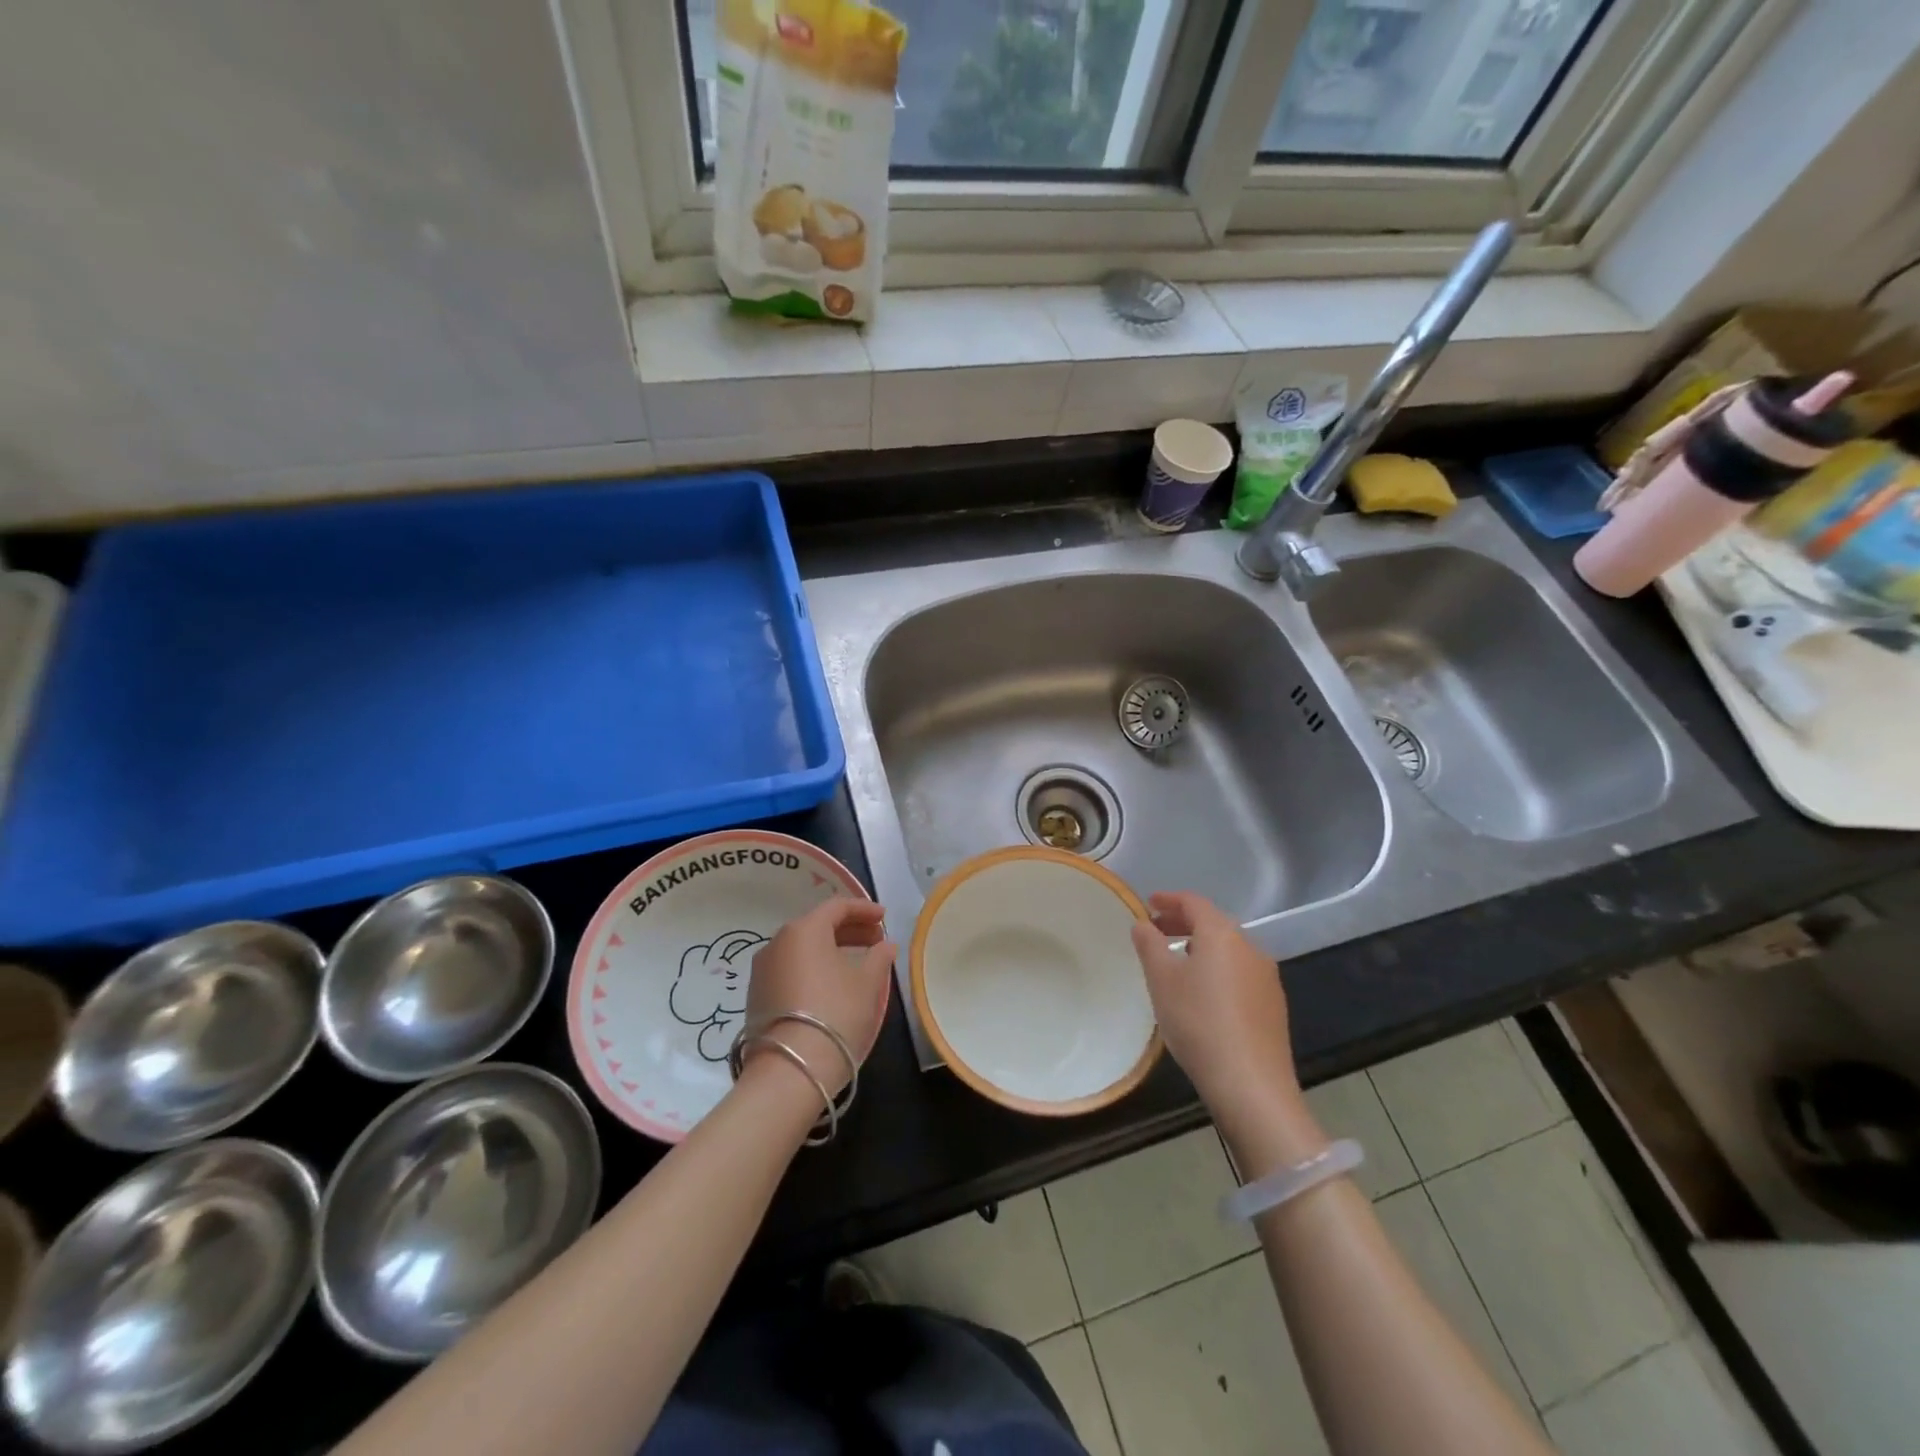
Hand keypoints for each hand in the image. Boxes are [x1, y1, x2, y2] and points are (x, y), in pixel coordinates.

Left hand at [744, 898, 894, 1097]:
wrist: (789, 1070)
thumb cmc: (835, 1013)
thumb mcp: (867, 983)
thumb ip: (879, 957)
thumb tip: (885, 945)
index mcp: (804, 930)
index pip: (837, 906)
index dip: (864, 909)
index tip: (885, 918)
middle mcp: (777, 942)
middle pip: (818, 925)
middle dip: (850, 929)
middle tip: (876, 940)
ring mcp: (763, 970)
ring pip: (803, 948)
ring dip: (832, 949)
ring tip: (858, 963)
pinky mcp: (757, 996)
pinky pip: (791, 968)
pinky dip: (814, 967)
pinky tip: (832, 984)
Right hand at [1131, 892, 1303, 1133]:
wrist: (1251, 1085)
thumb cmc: (1198, 1023)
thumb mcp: (1162, 981)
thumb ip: (1149, 945)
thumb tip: (1143, 924)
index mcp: (1222, 935)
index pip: (1194, 902)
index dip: (1169, 899)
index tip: (1148, 903)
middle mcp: (1249, 947)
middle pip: (1213, 923)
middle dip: (1182, 923)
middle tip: (1155, 931)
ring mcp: (1266, 977)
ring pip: (1228, 949)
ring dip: (1200, 946)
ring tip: (1175, 963)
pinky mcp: (1273, 1005)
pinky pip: (1239, 972)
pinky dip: (1217, 969)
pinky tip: (1203, 994)